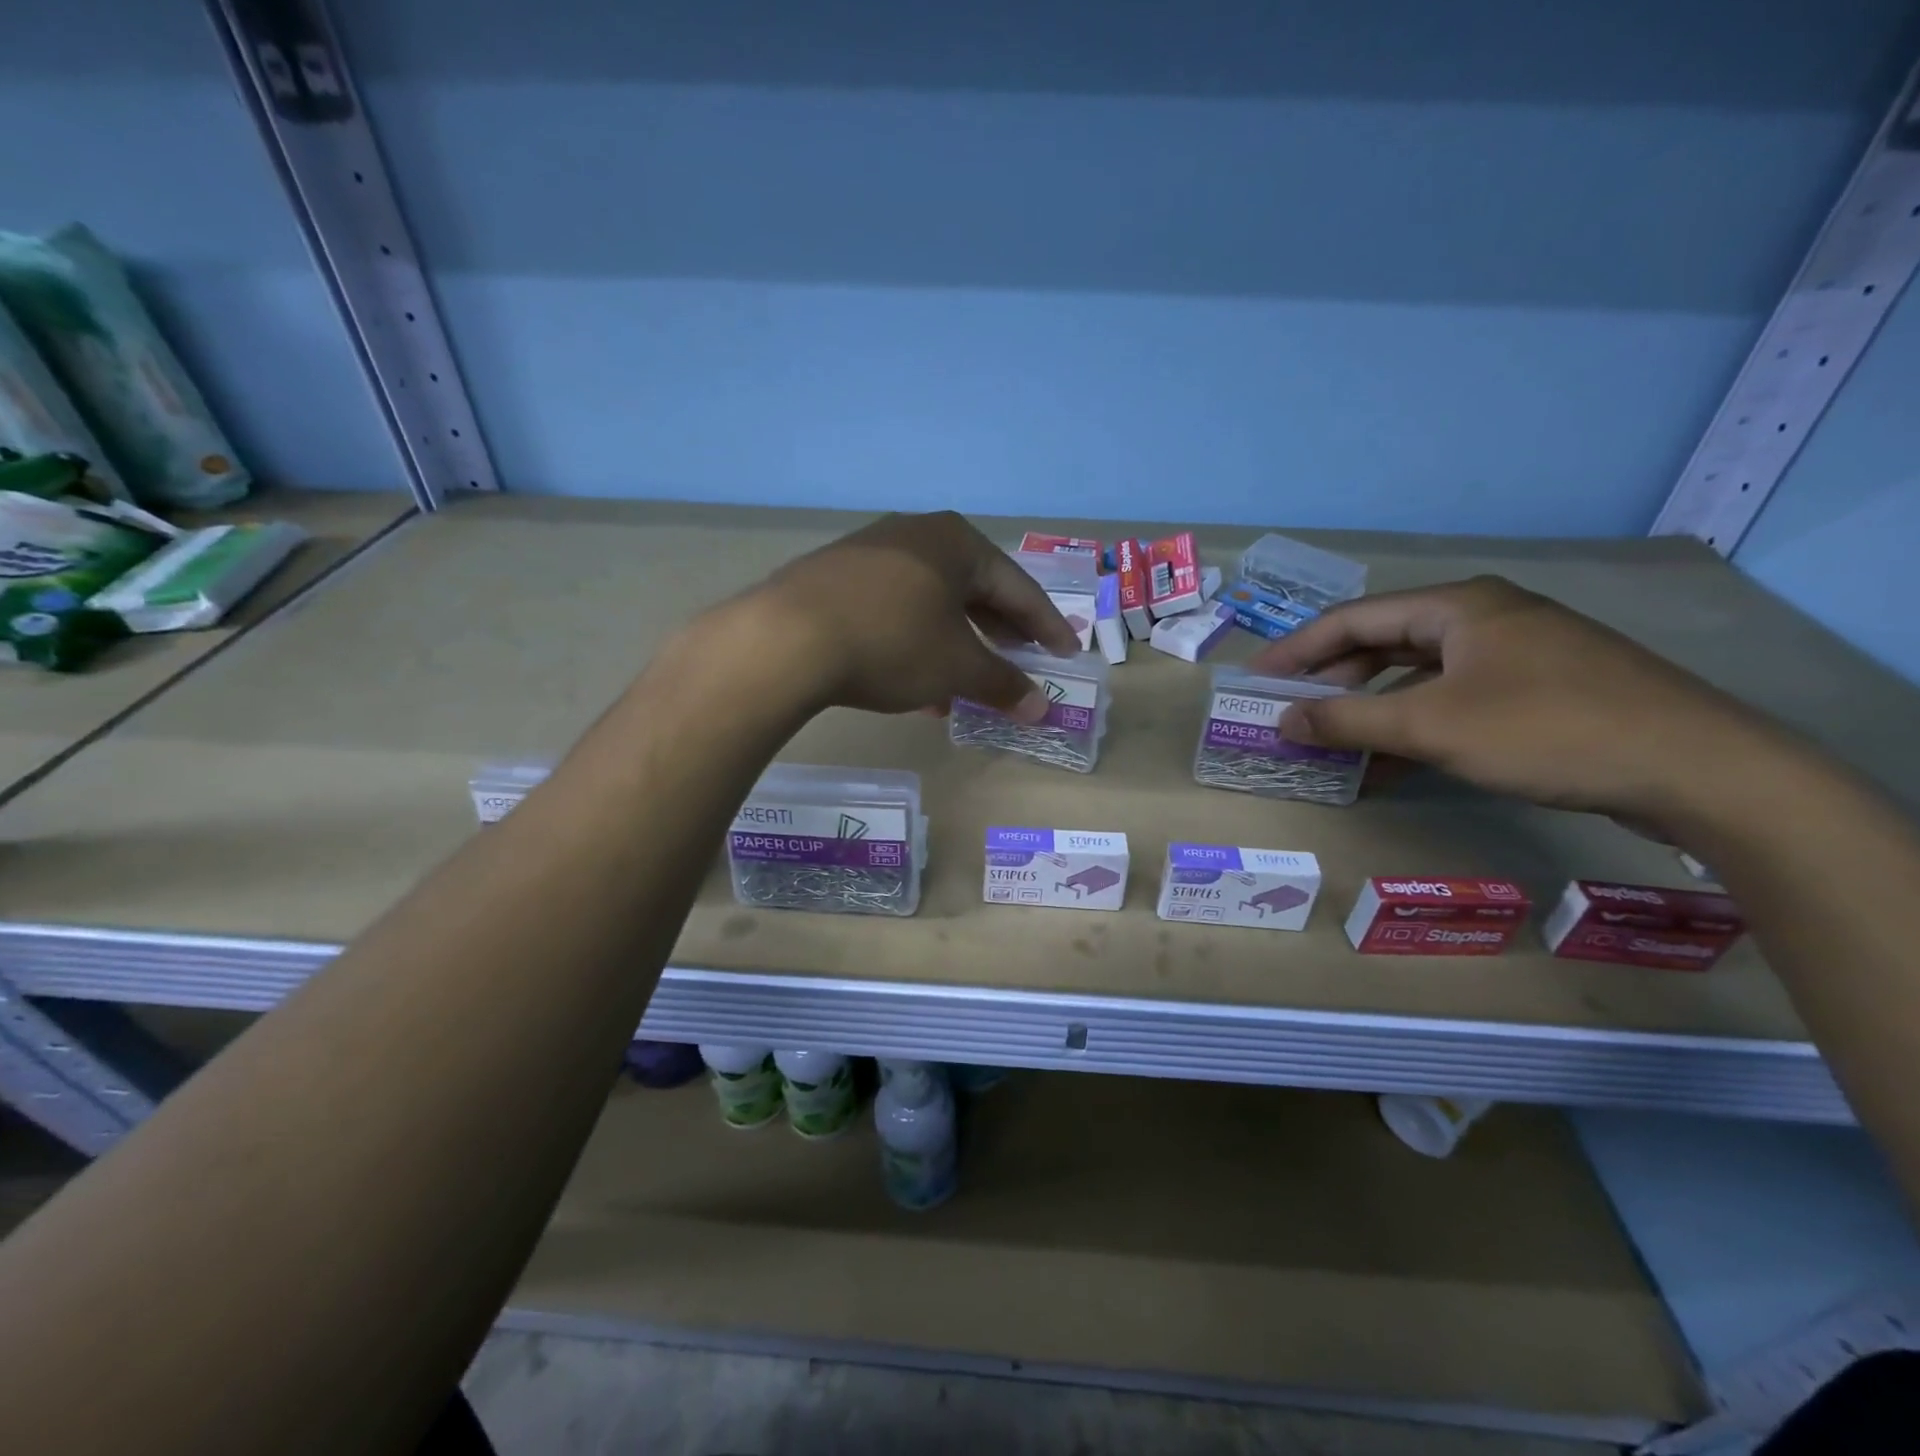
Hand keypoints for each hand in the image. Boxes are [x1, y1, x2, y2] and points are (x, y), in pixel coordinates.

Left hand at [748, 511, 1079, 718]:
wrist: (786, 639)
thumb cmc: (893, 643)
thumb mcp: (957, 668)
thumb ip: (1003, 684)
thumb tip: (1040, 708)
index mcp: (956, 542)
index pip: (1017, 587)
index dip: (1046, 625)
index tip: (1066, 653)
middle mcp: (915, 534)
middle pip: (973, 588)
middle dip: (999, 631)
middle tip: (1021, 659)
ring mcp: (869, 552)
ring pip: (931, 602)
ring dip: (955, 643)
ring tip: (967, 683)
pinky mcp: (834, 577)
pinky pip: (893, 609)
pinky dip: (915, 642)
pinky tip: (915, 683)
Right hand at [1248, 575, 1789, 825]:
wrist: (1698, 768)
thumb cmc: (1546, 730)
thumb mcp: (1431, 726)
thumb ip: (1348, 720)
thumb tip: (1283, 720)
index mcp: (1458, 606)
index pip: (1354, 618)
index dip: (1298, 649)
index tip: (1258, 679)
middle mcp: (1486, 618)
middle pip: (1386, 642)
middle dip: (1335, 679)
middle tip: (1293, 712)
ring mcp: (1519, 654)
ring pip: (1421, 675)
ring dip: (1374, 708)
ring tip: (1335, 740)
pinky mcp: (1543, 690)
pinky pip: (1455, 699)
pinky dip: (1417, 725)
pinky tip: (1394, 762)